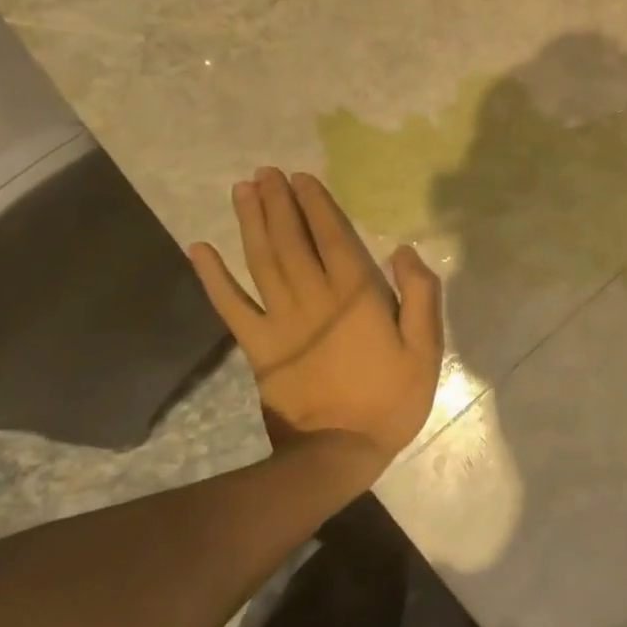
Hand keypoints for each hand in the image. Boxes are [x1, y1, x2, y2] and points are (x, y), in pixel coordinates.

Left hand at [189, 168, 443, 468]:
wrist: (337, 454)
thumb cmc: (389, 398)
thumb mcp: (426, 348)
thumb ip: (419, 295)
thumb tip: (403, 251)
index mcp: (355, 296)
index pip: (332, 237)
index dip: (316, 205)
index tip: (302, 177)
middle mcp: (313, 298)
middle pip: (291, 240)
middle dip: (279, 203)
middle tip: (266, 172)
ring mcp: (280, 321)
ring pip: (262, 261)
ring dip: (251, 224)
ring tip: (243, 191)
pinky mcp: (258, 347)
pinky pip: (231, 305)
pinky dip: (214, 277)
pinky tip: (200, 249)